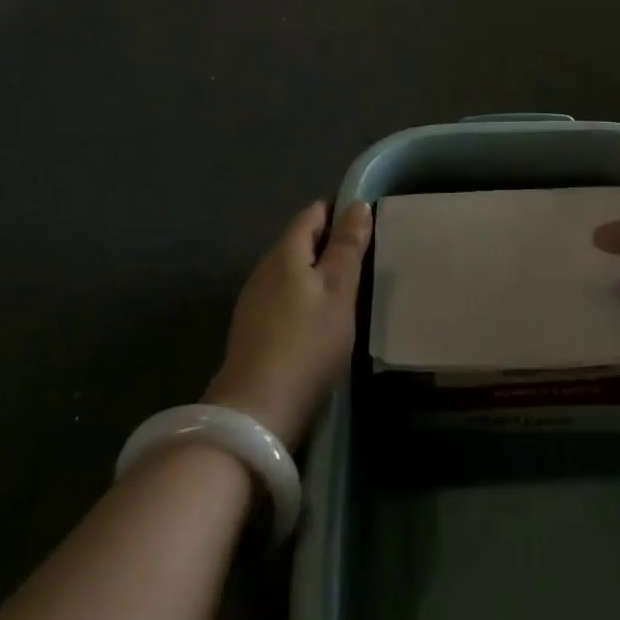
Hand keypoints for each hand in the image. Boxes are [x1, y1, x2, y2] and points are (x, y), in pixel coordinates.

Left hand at [207, 200, 371, 447]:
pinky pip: (284, 298)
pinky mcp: (252, 333)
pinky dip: (305, 297)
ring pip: (291, 272)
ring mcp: (253, 303)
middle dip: (330, 241)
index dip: (339, 209)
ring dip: (317, 272)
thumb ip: (348, 246)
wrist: (255, 415)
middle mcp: (264, 270)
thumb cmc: (307, 344)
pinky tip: (321, 318)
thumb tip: (357, 204)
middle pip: (300, 242)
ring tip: (349, 284)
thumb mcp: (338, 291)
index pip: (313, 213)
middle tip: (365, 252)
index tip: (367, 217)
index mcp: (285, 253)